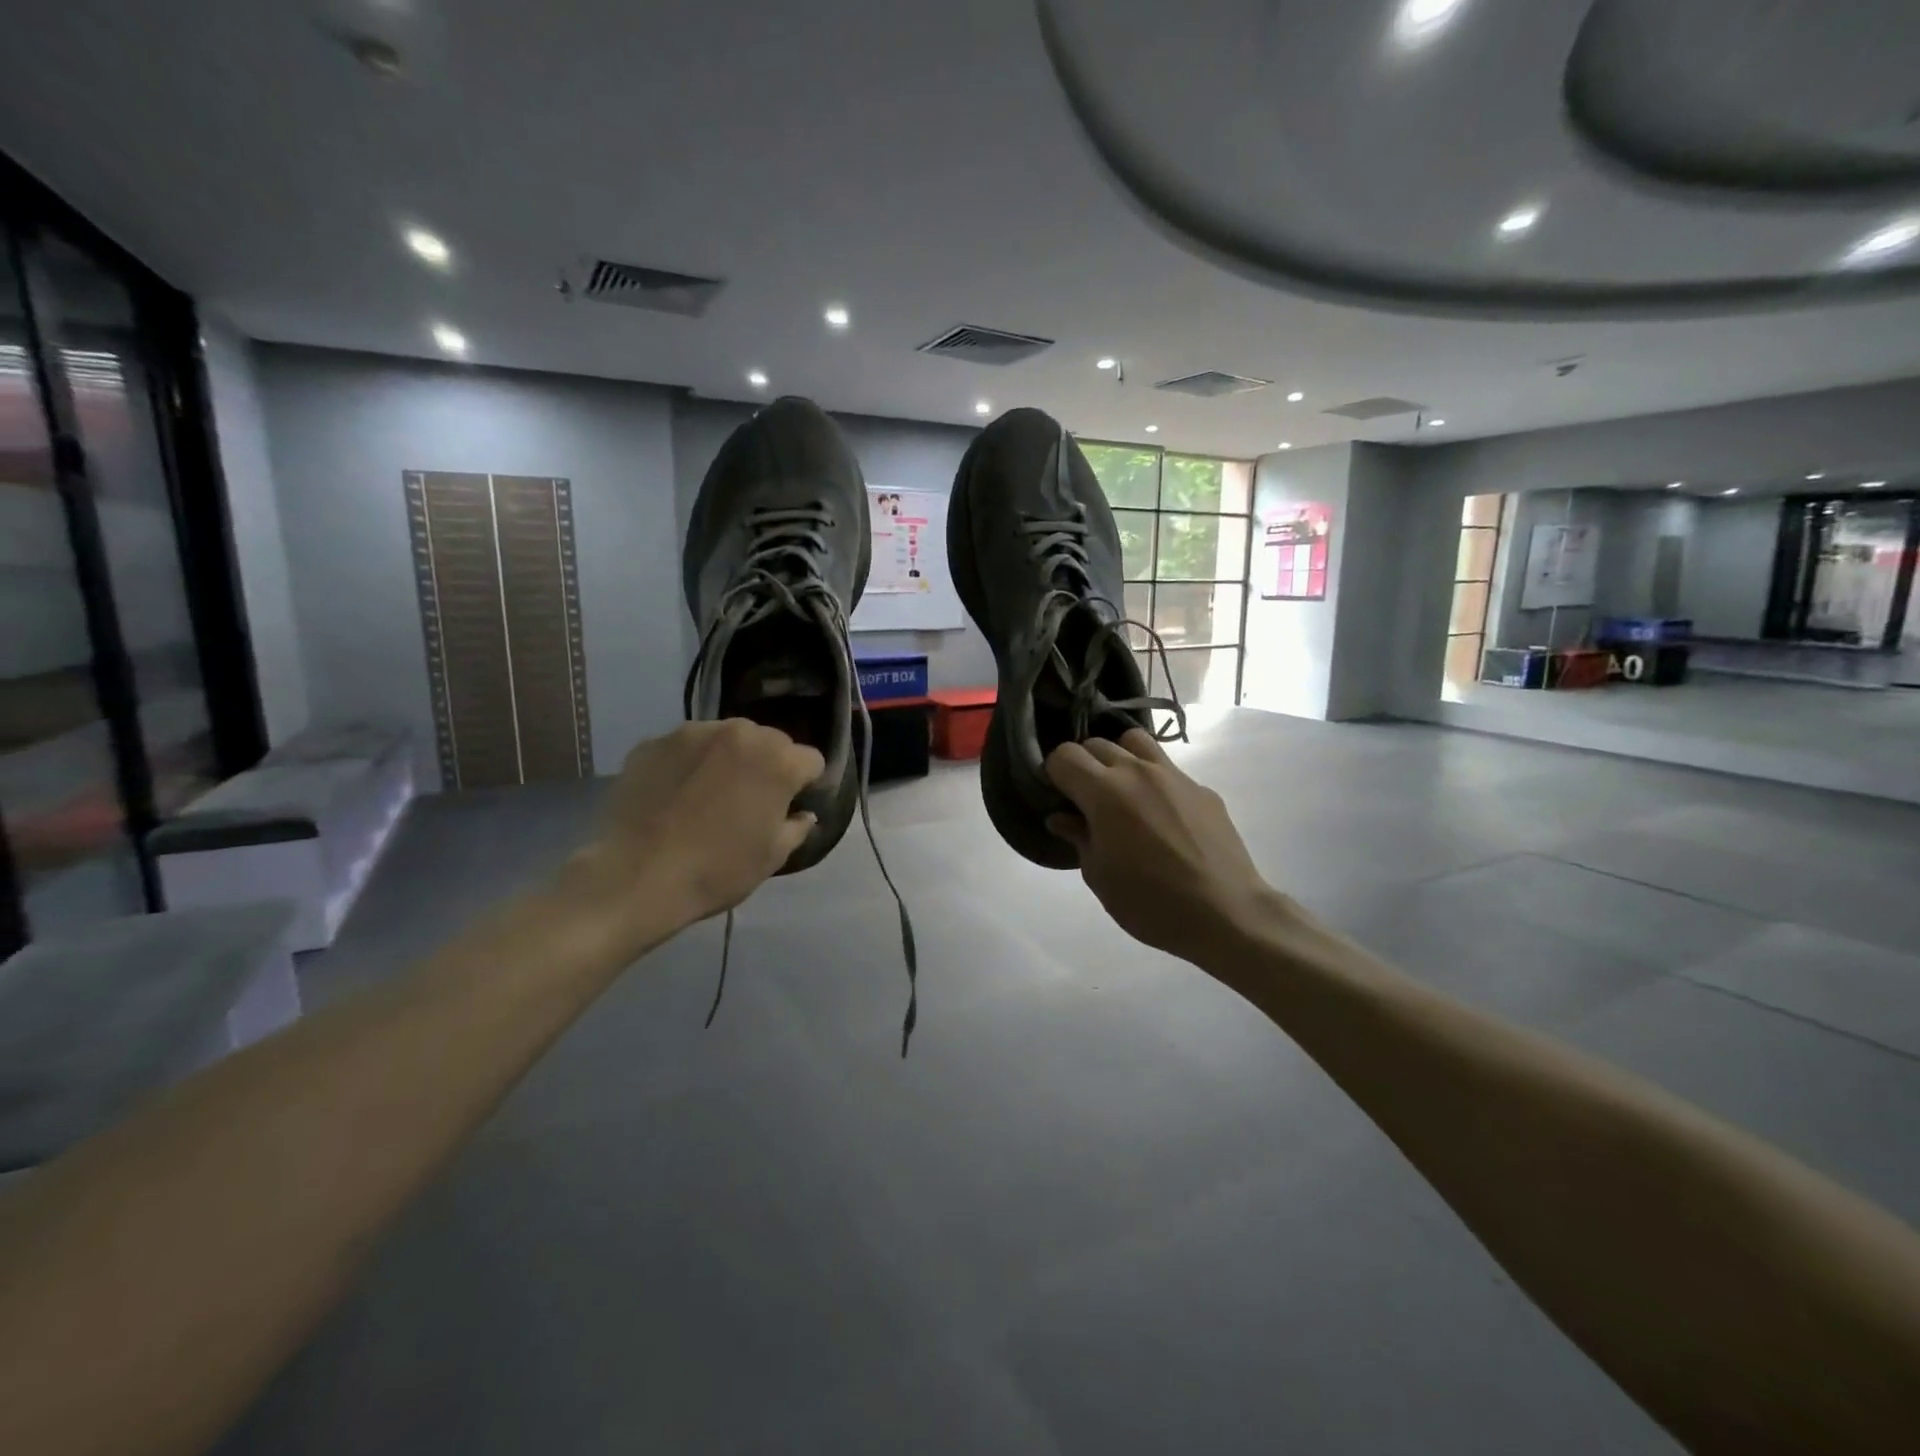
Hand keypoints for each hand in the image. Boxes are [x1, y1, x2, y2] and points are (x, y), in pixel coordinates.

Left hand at [557, 720, 823, 955]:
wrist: (635, 877)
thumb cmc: (716, 870)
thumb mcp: (771, 857)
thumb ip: (796, 828)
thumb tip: (803, 814)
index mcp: (778, 761)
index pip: (810, 760)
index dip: (805, 784)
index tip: (791, 805)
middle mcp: (740, 733)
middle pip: (769, 741)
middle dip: (767, 764)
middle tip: (749, 800)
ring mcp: (693, 733)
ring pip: (726, 738)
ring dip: (728, 759)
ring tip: (708, 794)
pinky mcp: (653, 742)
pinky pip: (684, 747)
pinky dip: (688, 764)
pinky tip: (674, 795)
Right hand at [1046, 731, 1283, 964]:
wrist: (1226, 913)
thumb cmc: (1150, 902)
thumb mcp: (1100, 877)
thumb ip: (1078, 838)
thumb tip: (1062, 818)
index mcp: (1105, 792)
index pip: (1064, 755)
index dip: (1054, 773)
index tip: (1057, 797)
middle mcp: (1138, 772)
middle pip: (1097, 743)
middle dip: (1083, 765)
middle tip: (1085, 800)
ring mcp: (1174, 776)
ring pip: (1135, 741)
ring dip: (1119, 758)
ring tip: (1122, 792)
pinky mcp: (1202, 789)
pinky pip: (1168, 770)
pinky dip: (1153, 781)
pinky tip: (1161, 818)